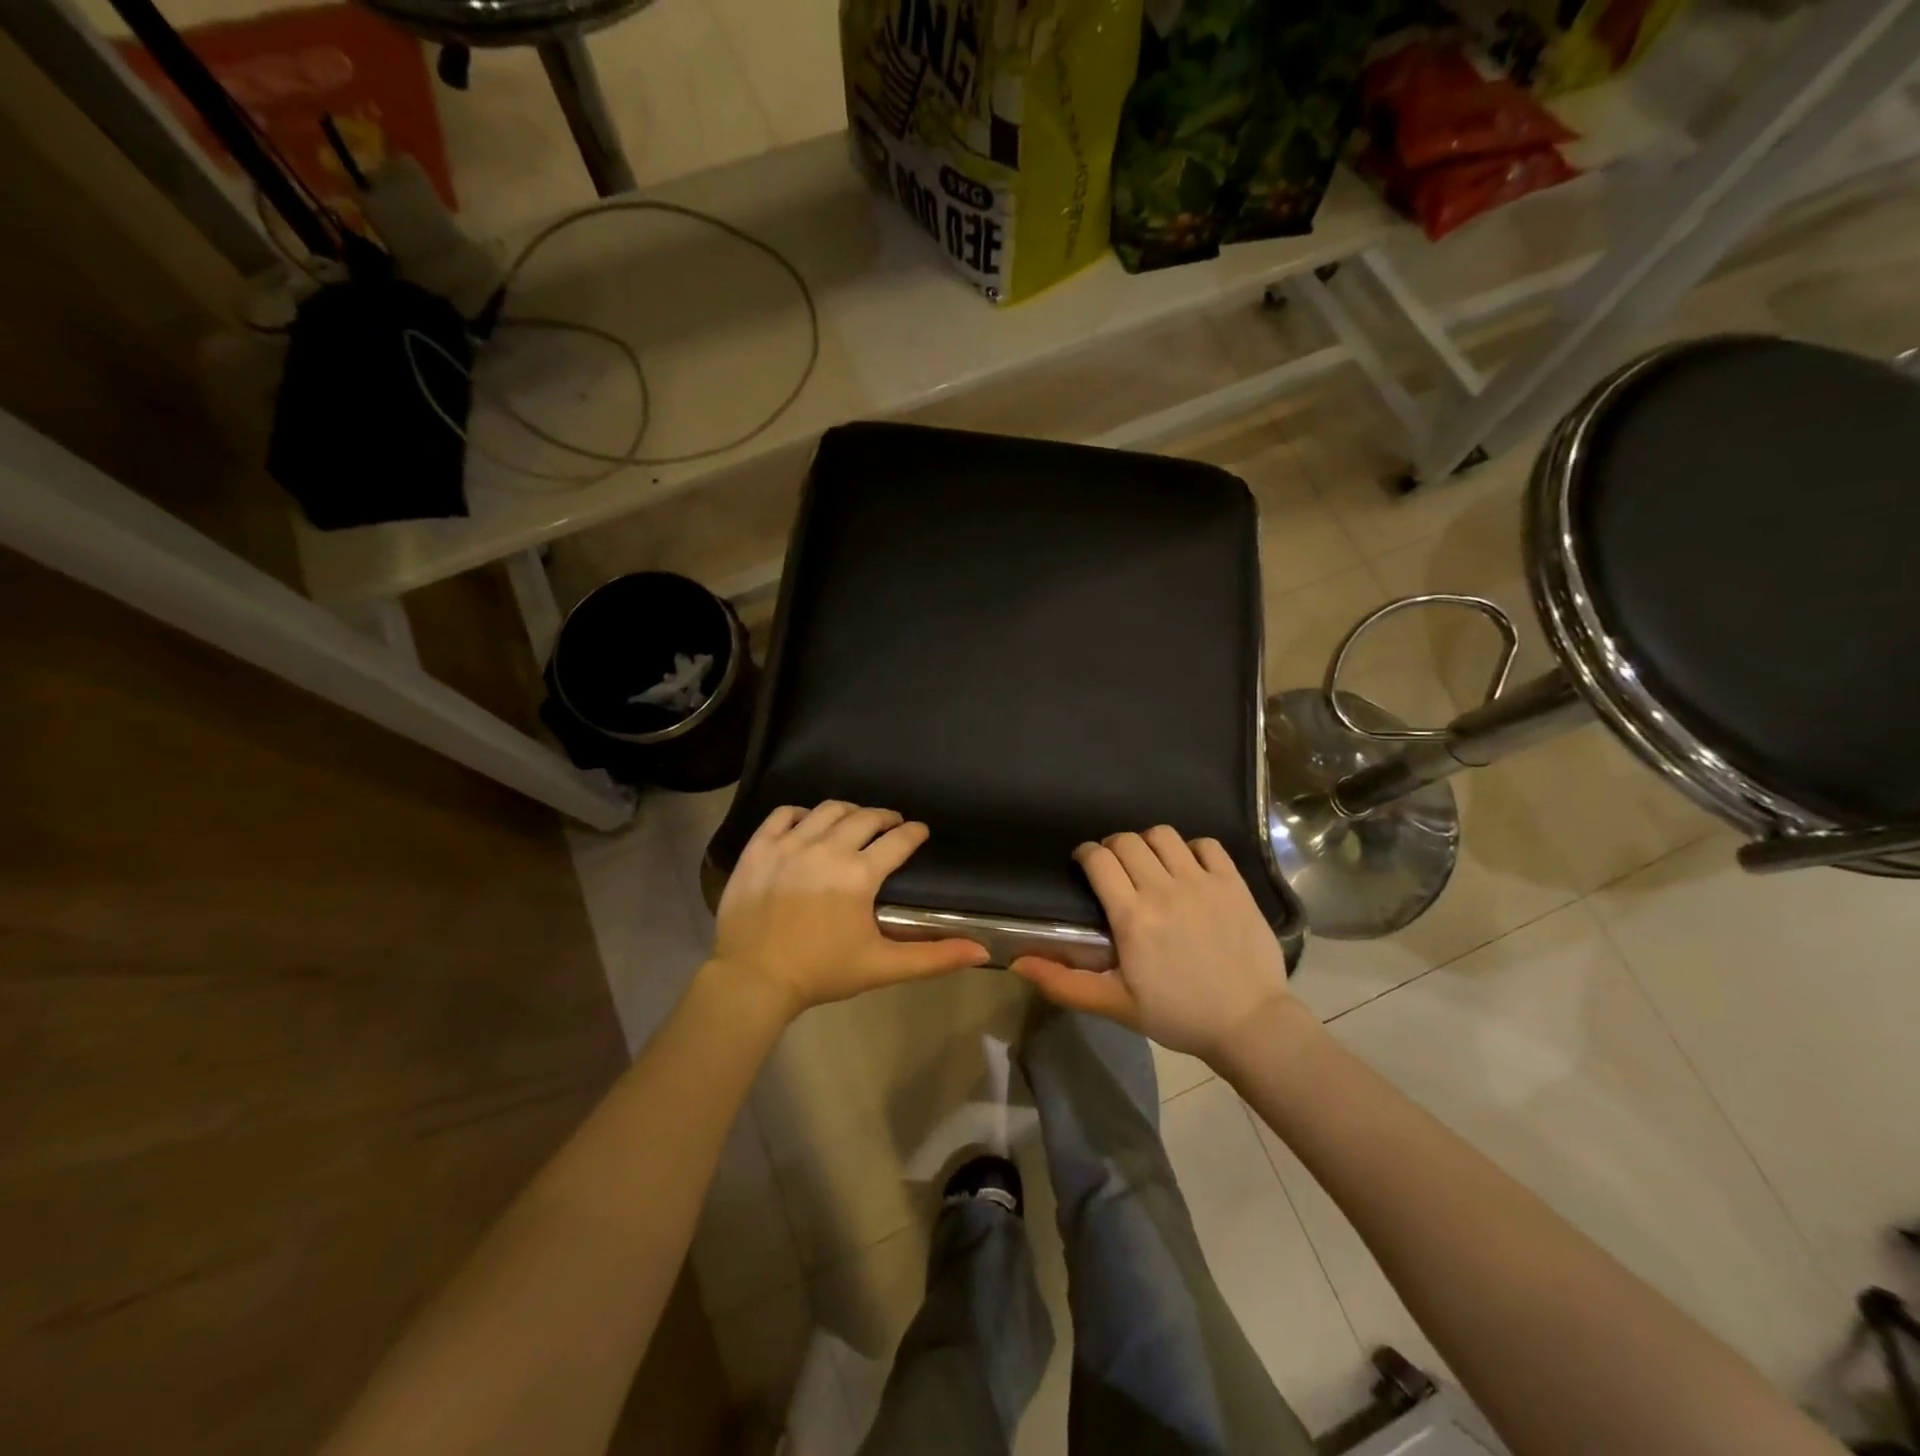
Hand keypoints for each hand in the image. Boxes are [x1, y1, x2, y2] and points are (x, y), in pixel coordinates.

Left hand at [710, 802, 989, 1019]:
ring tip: (854, 821)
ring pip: (827, 810)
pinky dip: (800, 813)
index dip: (914, 833)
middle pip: (864, 817)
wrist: (753, 980)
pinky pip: (783, 814)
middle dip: (884, 817)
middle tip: (891, 824)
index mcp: (859, 874)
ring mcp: (789, 844)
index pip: (898, 840)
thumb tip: (982, 952)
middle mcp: (827, 849)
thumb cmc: (821, 973)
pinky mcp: (759, 848)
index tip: (920, 831)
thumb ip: (934, 957)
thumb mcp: (882, 967)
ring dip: (848, 811)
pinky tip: (807, 823)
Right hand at [1011, 828, 1295, 1062]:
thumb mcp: (1115, 1005)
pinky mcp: (1233, 883)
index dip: (1086, 854)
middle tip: (1115, 868)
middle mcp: (1164, 890)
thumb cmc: (1177, 1016)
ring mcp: (1202, 882)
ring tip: (1151, 864)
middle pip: (1127, 841)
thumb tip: (1017, 963)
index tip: (1084, 863)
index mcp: (1132, 917)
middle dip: (1113, 847)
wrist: (1249, 1024)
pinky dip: (1192, 848)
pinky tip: (1189, 868)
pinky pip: (1206, 844)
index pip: (1099, 860)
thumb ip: (1064, 982)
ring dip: (1149, 843)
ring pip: (1163, 835)